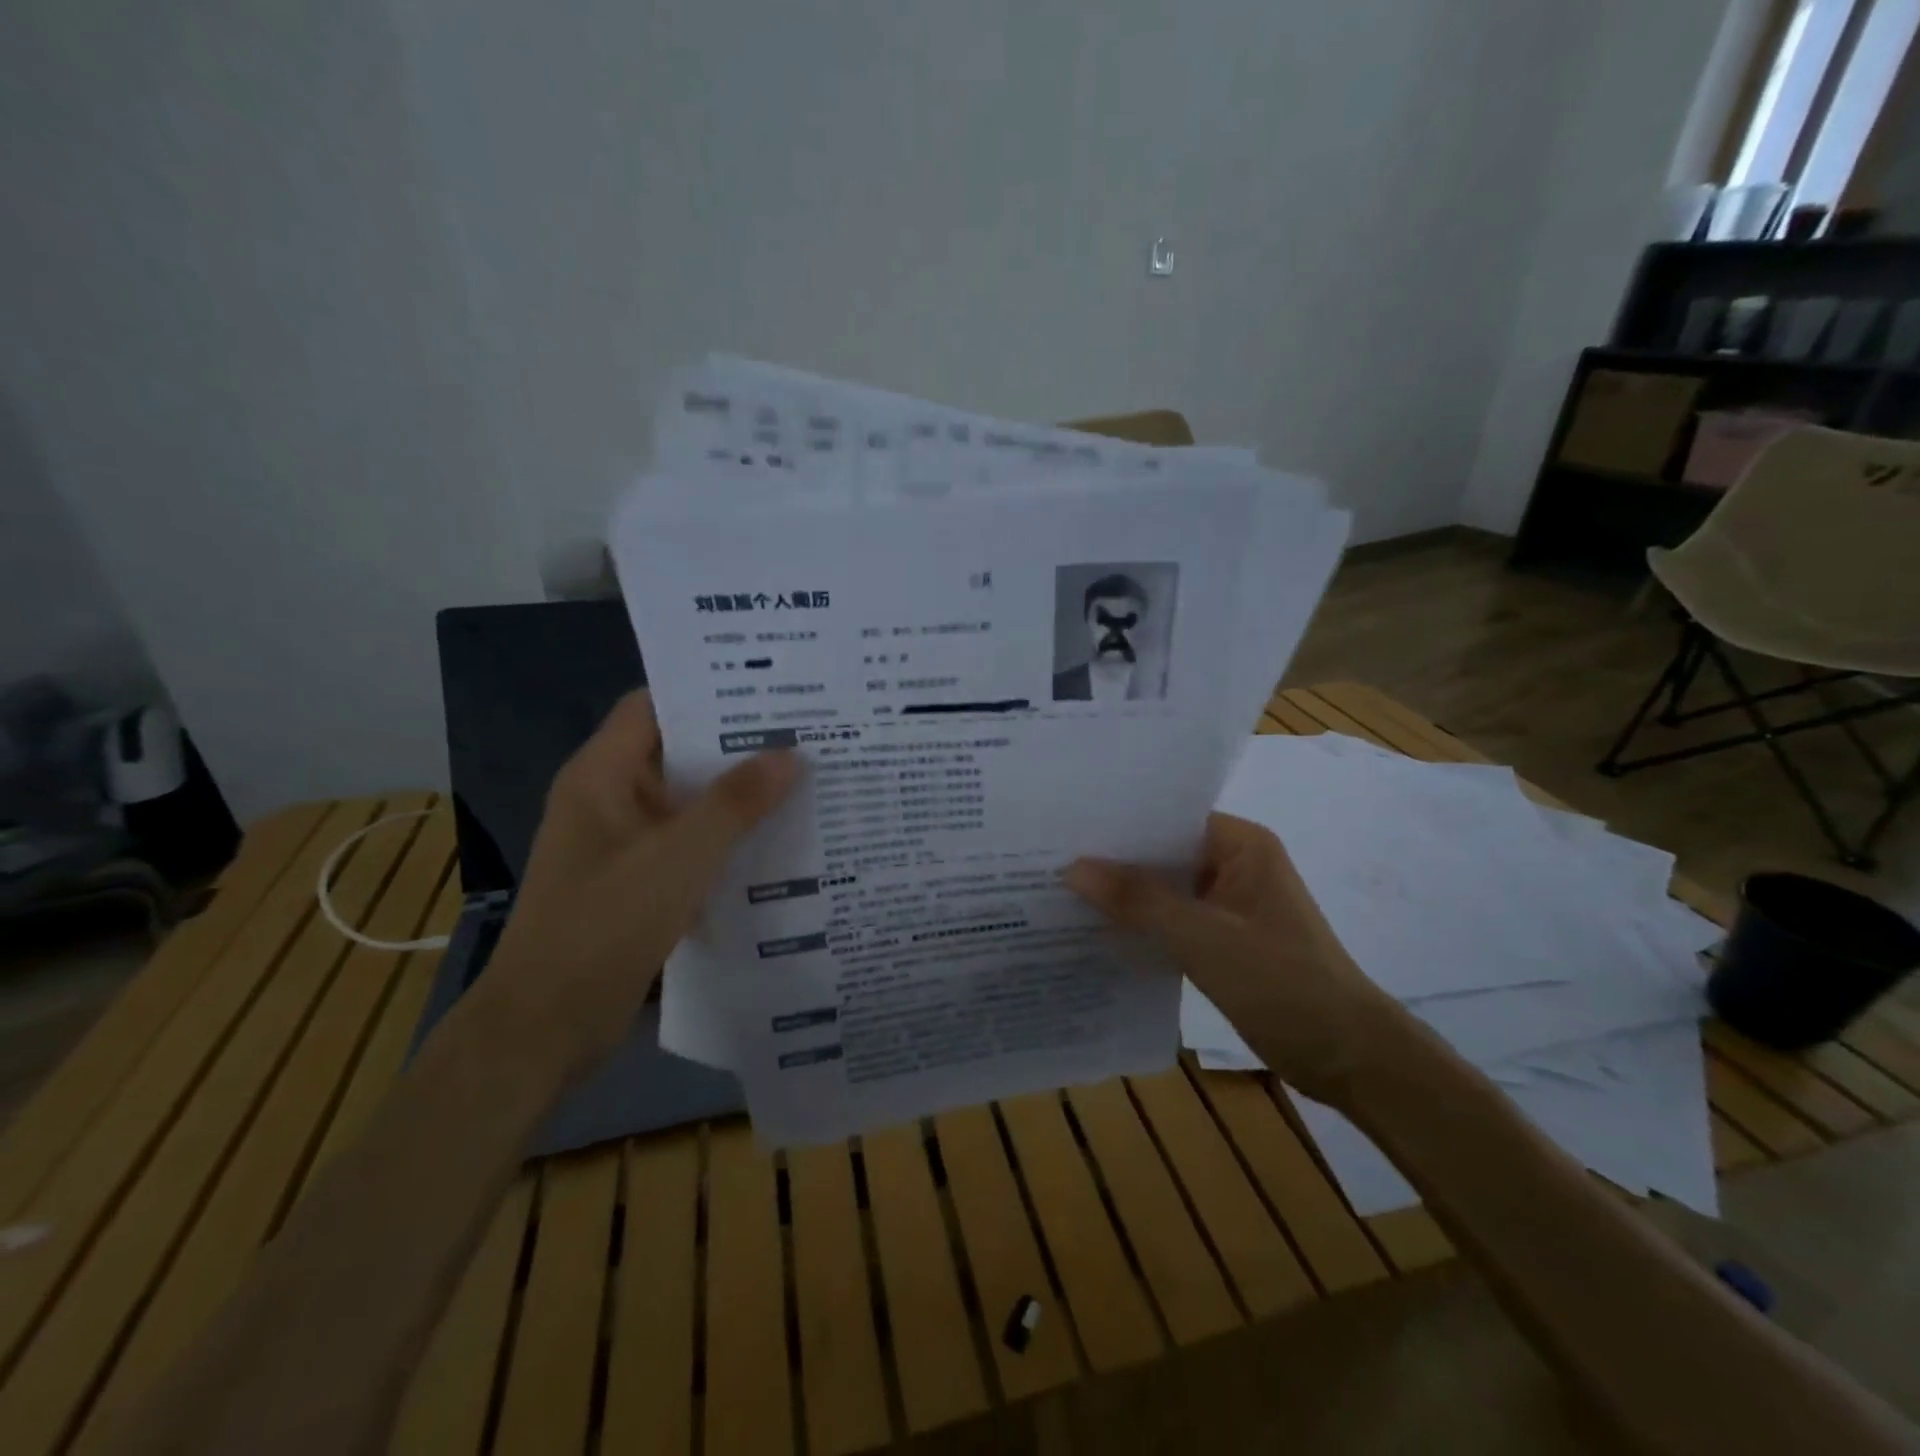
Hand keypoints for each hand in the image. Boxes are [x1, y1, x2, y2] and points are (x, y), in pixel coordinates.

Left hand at [479, 690, 798, 1077]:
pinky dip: (728, 836)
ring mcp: (624, 842)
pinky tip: (778, 838)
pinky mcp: (639, 880)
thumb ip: (735, 804)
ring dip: (738, 794)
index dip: (706, 692)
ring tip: (804, 778)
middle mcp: (611, 799)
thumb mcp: (678, 858)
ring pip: (688, 801)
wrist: (546, 1026)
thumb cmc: (604, 927)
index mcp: (602, 775)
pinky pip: (690, 842)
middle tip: (805, 732)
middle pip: (677, 752)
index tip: (769, 690)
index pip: (654, 706)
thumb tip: (791, 755)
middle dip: (737, 745)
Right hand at [1065, 813, 1408, 1104]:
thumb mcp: (1203, 937)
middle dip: (1114, 862)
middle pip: (1163, 854)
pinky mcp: (1225, 941)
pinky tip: (1098, 932)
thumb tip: (1072, 867)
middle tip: (1049, 860)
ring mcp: (1230, 905)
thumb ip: (1137, 900)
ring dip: (1125, 897)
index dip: (1119, 824)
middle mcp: (1235, 864)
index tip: (1064, 829)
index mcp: (1241, 845)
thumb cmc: (1282, 982)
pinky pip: (1173, 921)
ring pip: (1165, 890)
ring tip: (1061, 891)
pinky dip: (1142, 926)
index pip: (1168, 818)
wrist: (1348, 1057)